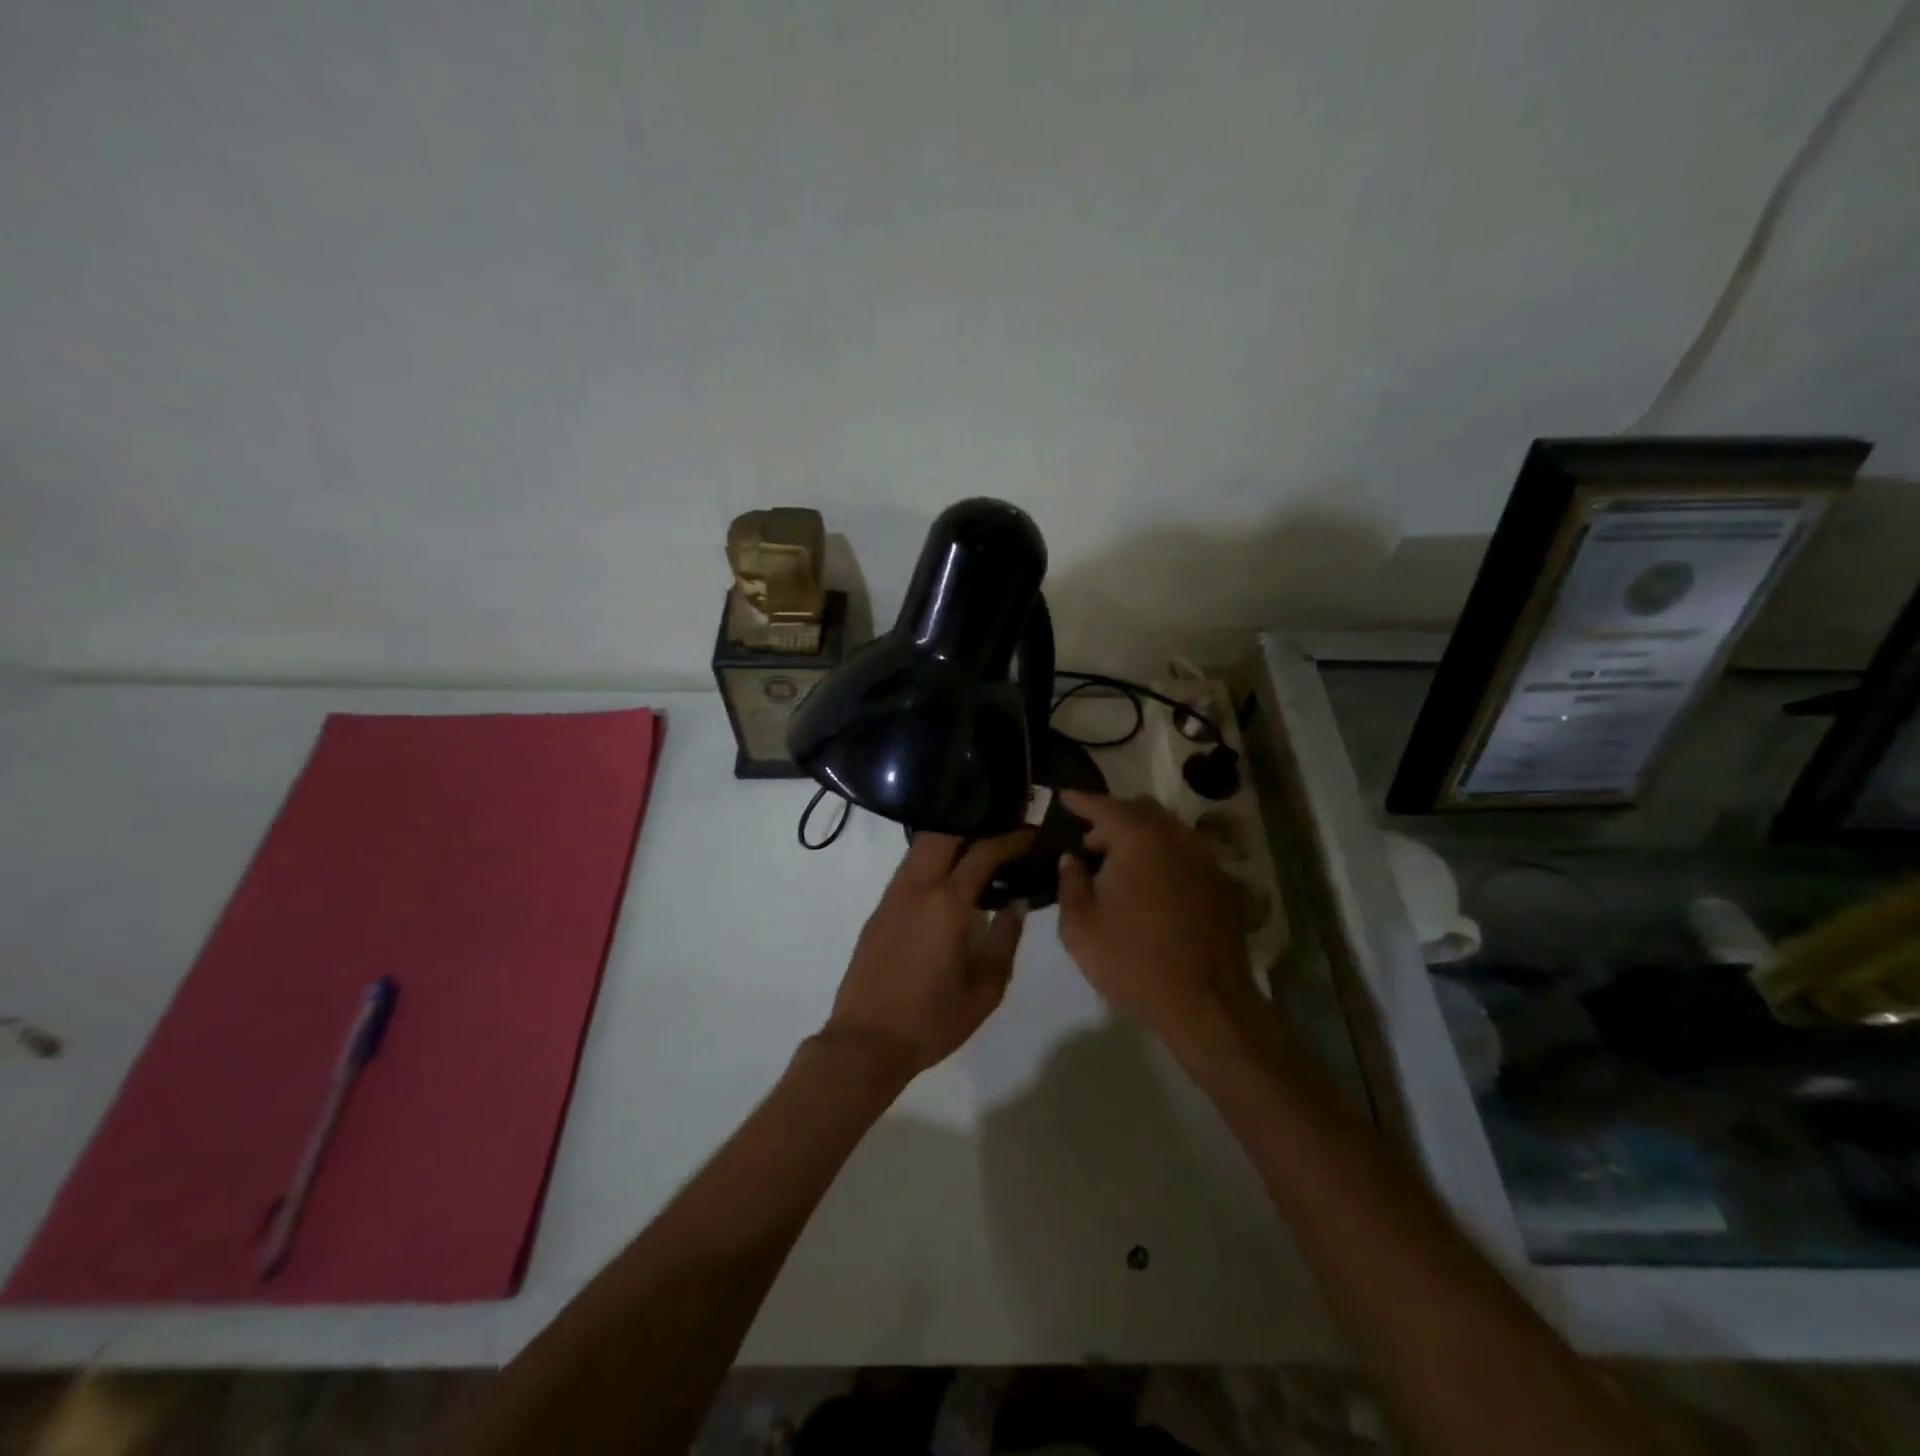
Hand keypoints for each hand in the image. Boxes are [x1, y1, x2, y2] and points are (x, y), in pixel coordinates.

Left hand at [823, 830, 1034, 1083]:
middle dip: (975, 823)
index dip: (1012, 838)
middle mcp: (917, 887)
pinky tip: (949, 876)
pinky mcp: (879, 909)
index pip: (984, 852)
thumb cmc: (932, 1020)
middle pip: (944, 832)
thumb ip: (1005, 939)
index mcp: (947, 904)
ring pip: (921, 846)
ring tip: (979, 848)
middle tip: (1003, 831)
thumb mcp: (985, 989)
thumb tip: (1018, 902)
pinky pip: (909, 867)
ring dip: (951, 838)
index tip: (1032, 834)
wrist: (866, 1042)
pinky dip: (933, 858)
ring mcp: (893, 895)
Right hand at [1055, 792, 1255, 1049]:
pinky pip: (1187, 855)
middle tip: (1090, 846)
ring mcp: (1206, 859)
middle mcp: (1177, 837)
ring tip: (1120, 869)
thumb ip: (1070, 884)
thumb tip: (1072, 861)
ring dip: (1140, 838)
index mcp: (1139, 839)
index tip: (1064, 797)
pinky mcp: (1224, 884)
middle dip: (1112, 819)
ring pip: (1168, 830)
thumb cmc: (1133, 962)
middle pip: (1141, 810)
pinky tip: (1153, 888)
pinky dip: (1164, 858)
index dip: (1080, 800)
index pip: (1104, 806)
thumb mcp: (1080, 927)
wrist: (1207, 1003)